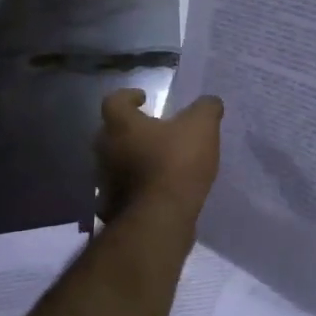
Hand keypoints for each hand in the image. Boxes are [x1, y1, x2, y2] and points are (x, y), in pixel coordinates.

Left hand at [96, 89, 222, 223]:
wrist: (160, 219)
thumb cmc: (176, 163)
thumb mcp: (202, 127)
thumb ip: (206, 108)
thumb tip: (210, 102)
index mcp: (121, 125)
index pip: (114, 101)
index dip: (129, 96)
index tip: (144, 98)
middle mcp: (106, 150)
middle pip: (111, 133)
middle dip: (131, 130)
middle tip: (154, 131)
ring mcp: (105, 182)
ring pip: (116, 163)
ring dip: (132, 160)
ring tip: (158, 162)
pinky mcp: (113, 207)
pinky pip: (123, 191)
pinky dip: (136, 188)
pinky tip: (157, 191)